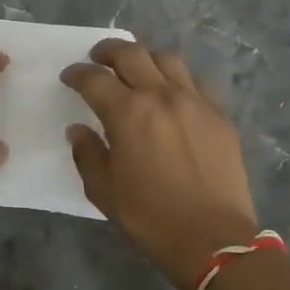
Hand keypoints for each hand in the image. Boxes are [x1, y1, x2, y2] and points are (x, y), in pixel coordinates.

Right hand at [62, 38, 258, 289]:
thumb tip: (79, 130)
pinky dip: (177, 79)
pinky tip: (173, 94)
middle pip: (131, 54)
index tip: (70, 77)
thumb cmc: (151, 217)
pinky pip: (195, 82)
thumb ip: (87, 153)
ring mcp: (195, 101)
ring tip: (137, 69)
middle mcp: (161, 95)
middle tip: (98, 58)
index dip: (77, 74)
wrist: (214, 239)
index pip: (95, 79)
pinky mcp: (220, 115)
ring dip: (145, 57)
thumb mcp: (104, 191)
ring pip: (167, 59)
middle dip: (108, 51)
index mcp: (127, 112)